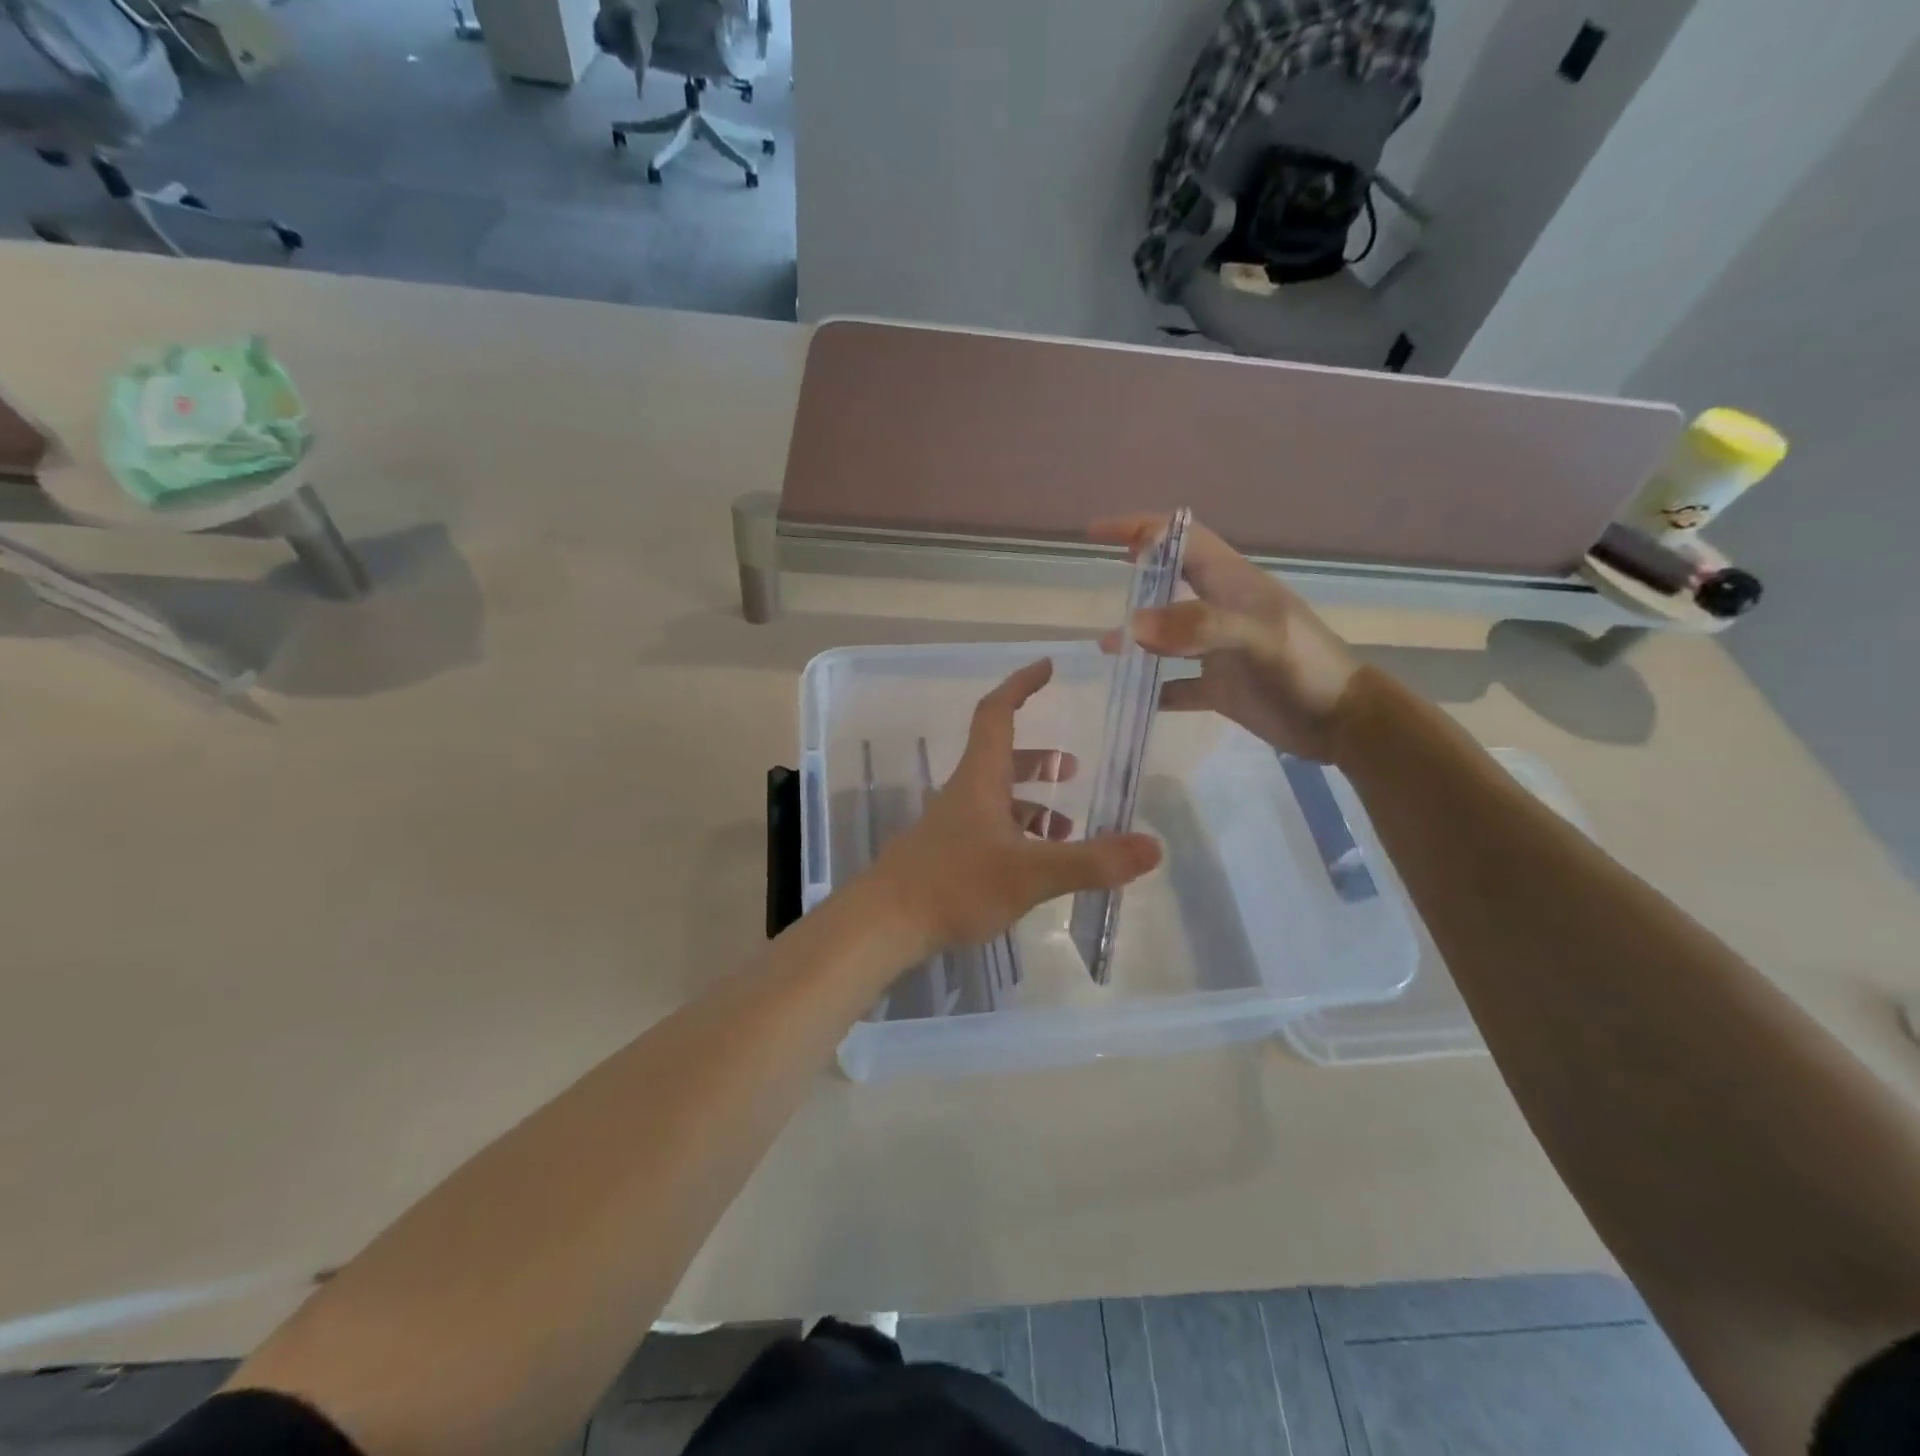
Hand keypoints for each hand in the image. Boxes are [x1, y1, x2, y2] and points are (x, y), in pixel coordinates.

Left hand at [865, 659, 1161, 959]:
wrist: (884, 924)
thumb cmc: (954, 885)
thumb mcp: (1030, 874)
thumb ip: (1091, 862)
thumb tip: (1153, 847)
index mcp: (980, 779)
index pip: (998, 714)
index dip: (1021, 686)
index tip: (1046, 667)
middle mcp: (965, 793)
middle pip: (1001, 758)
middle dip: (1038, 758)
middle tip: (1072, 768)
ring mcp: (952, 825)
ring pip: (997, 799)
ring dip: (1032, 804)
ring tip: (1067, 829)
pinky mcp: (947, 854)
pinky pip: (990, 830)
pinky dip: (1018, 835)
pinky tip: (1035, 865)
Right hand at [1090, 515, 1359, 762]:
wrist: (1342, 723)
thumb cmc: (1306, 669)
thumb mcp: (1259, 638)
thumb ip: (1199, 626)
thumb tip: (1132, 625)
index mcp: (1234, 584)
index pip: (1183, 540)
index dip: (1142, 529)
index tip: (1097, 533)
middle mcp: (1222, 610)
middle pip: (1171, 581)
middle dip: (1136, 577)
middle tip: (1101, 583)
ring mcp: (1220, 650)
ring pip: (1168, 634)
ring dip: (1138, 636)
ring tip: (1106, 648)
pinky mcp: (1220, 687)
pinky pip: (1175, 685)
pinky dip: (1153, 689)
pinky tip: (1131, 696)